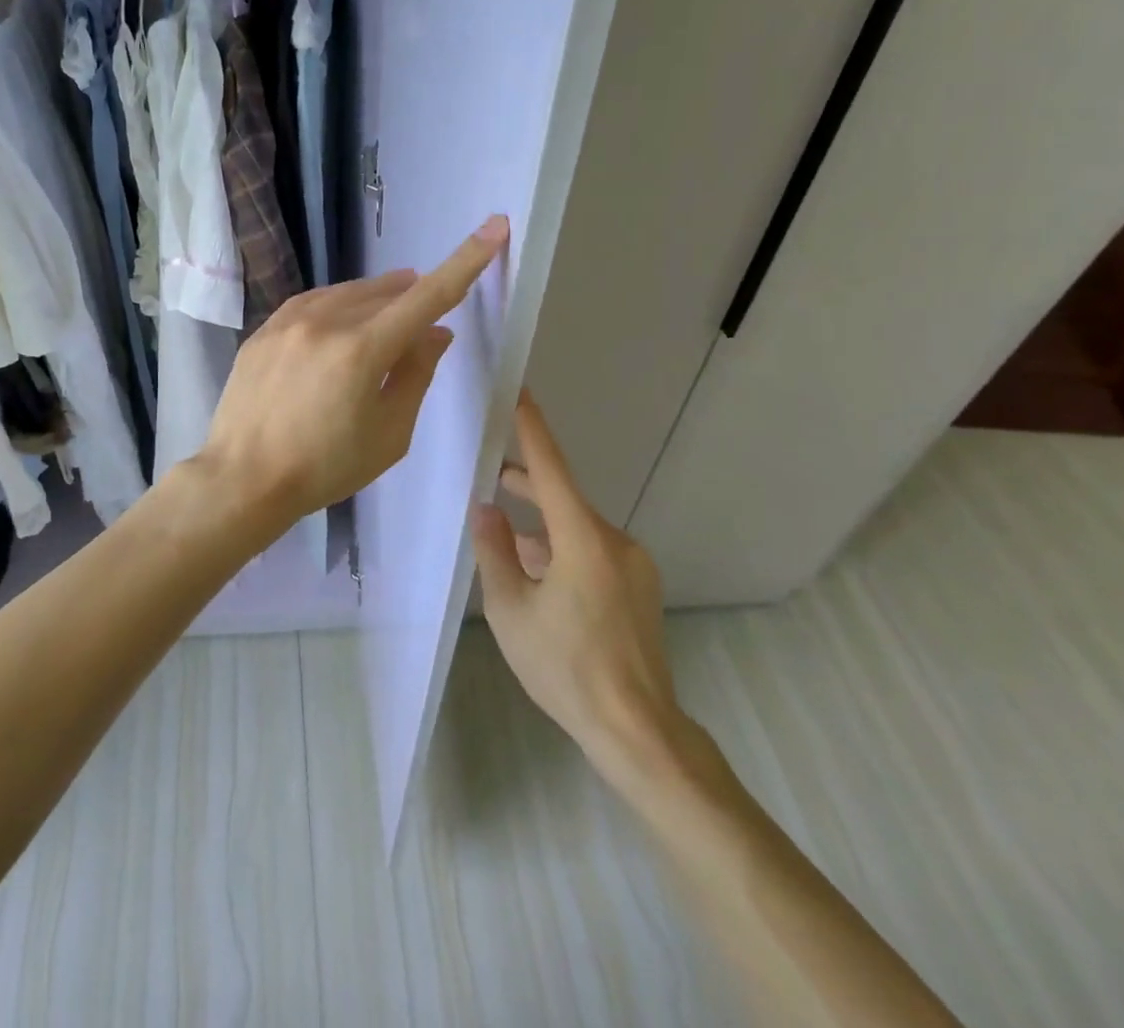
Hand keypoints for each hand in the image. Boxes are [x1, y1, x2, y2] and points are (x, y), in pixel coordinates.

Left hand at [198, 216, 509, 528]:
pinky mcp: (265, 329)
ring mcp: (289, 321)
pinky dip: (338, 306)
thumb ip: (416, 375)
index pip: (427, 295)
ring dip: (376, 299)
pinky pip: (314, 302)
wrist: (242, 477)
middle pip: (387, 292)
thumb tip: (435, 333)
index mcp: (362, 349)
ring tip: (385, 322)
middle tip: (422, 324)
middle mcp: (325, 321)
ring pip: (348, 292)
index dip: (466, 261)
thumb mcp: (389, 434)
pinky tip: (339, 324)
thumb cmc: (325, 467)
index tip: (494, 226)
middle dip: (413, 298)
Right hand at [474, 390, 697, 792]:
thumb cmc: (565, 669)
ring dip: (540, 525)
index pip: (551, 469)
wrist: (637, 731)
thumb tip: (486, 508)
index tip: (518, 392)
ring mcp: (633, 565)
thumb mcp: (511, 610)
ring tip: (502, 533)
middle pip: (563, 497)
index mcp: (584, 540)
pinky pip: (592, 551)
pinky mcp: (638, 588)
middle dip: (526, 484)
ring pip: (576, 528)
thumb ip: (495, 551)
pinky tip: (535, 570)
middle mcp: (615, 541)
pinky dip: (560, 549)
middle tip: (489, 471)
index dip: (532, 428)